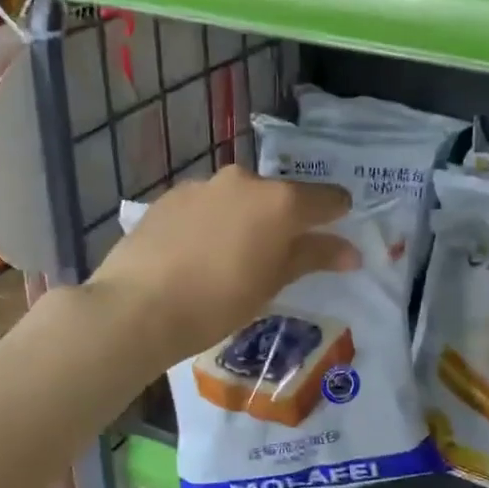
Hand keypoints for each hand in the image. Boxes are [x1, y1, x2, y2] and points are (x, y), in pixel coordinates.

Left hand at [89, 164, 357, 372]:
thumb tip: (351, 251)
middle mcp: (244, 181)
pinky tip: (197, 255)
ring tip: (230, 260)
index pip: (327, 198)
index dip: (337, 216)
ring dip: (245, 221)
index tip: (336, 239)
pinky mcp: (170, 196)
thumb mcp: (273, 283)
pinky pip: (206, 205)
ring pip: (239, 199)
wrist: (137, 306)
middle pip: (279, 196)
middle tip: (276, 259)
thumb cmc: (218, 301)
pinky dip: (212, 223)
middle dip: (284, 222)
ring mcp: (203, 184)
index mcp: (279, 200)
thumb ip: (314, 257)